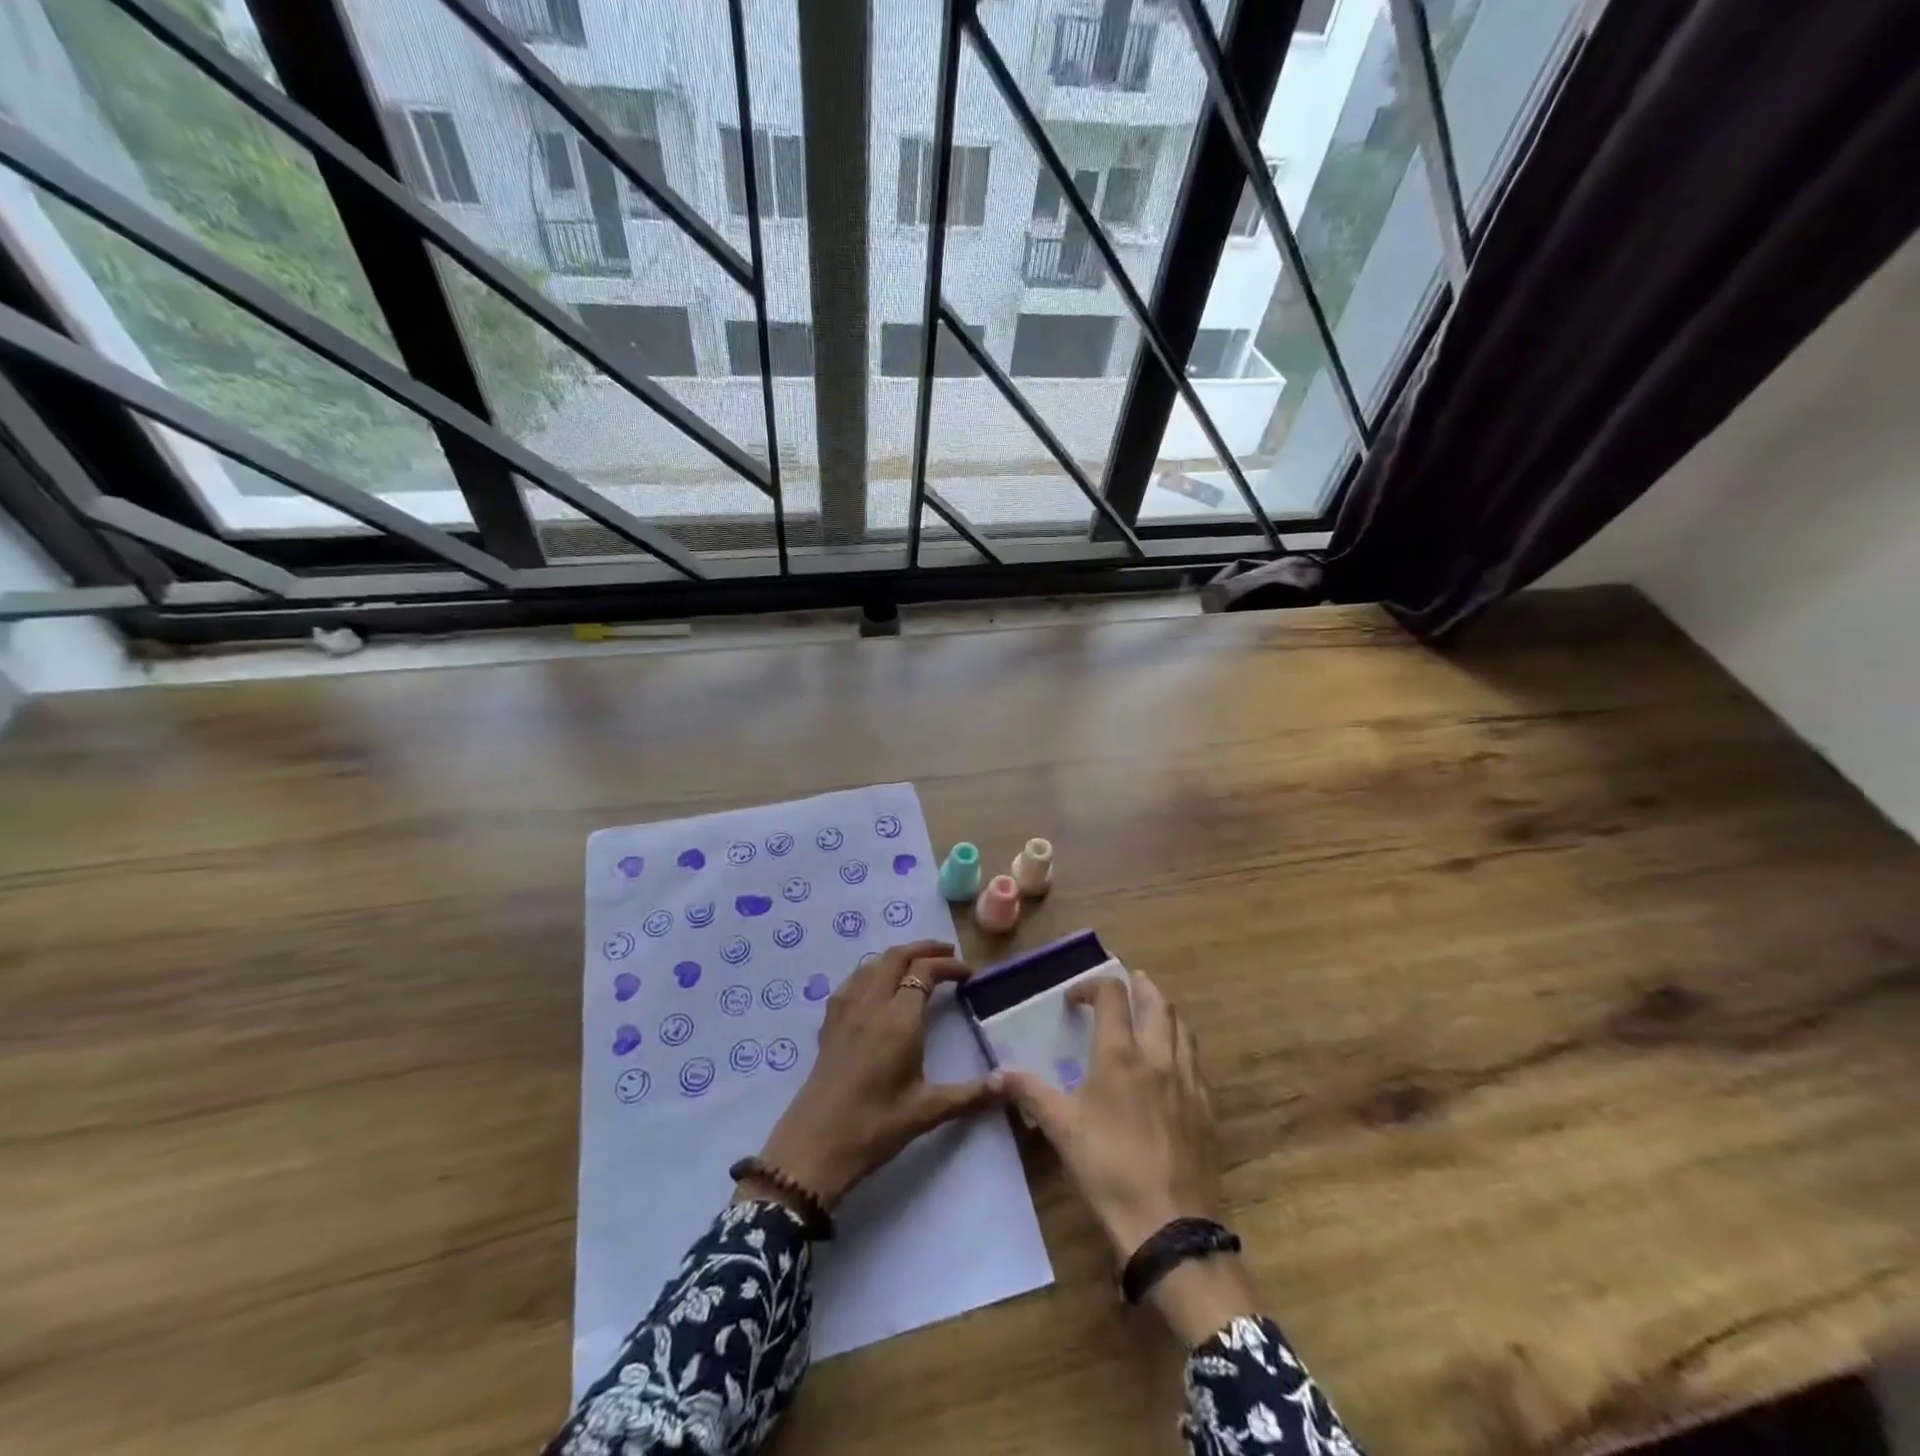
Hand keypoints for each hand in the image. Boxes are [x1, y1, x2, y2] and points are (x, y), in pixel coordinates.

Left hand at [740, 941, 994, 1211]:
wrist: (814, 1146)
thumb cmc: (875, 1126)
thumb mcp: (928, 1111)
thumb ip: (970, 1095)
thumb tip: (1009, 1085)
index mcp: (900, 1019)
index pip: (925, 971)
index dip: (949, 966)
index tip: (968, 974)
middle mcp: (872, 1003)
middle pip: (897, 956)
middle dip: (924, 948)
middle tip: (948, 954)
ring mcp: (846, 1009)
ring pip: (873, 963)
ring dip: (898, 956)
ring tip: (917, 964)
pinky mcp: (829, 1022)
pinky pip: (853, 980)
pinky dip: (872, 971)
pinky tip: (877, 987)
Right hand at [994, 971, 1258, 1343]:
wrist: (1169, 1226)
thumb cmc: (1108, 1169)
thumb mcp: (1060, 1128)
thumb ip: (1029, 1093)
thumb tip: (996, 1074)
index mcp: (1121, 1055)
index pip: (1112, 996)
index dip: (1092, 986)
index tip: (1074, 1000)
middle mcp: (1158, 1057)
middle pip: (1157, 1002)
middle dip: (1140, 986)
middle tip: (1126, 983)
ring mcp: (1188, 1082)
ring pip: (1182, 1028)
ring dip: (1164, 1012)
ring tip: (1150, 1014)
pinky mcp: (1206, 1109)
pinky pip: (1196, 1062)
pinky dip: (1181, 1048)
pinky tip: (1172, 1066)